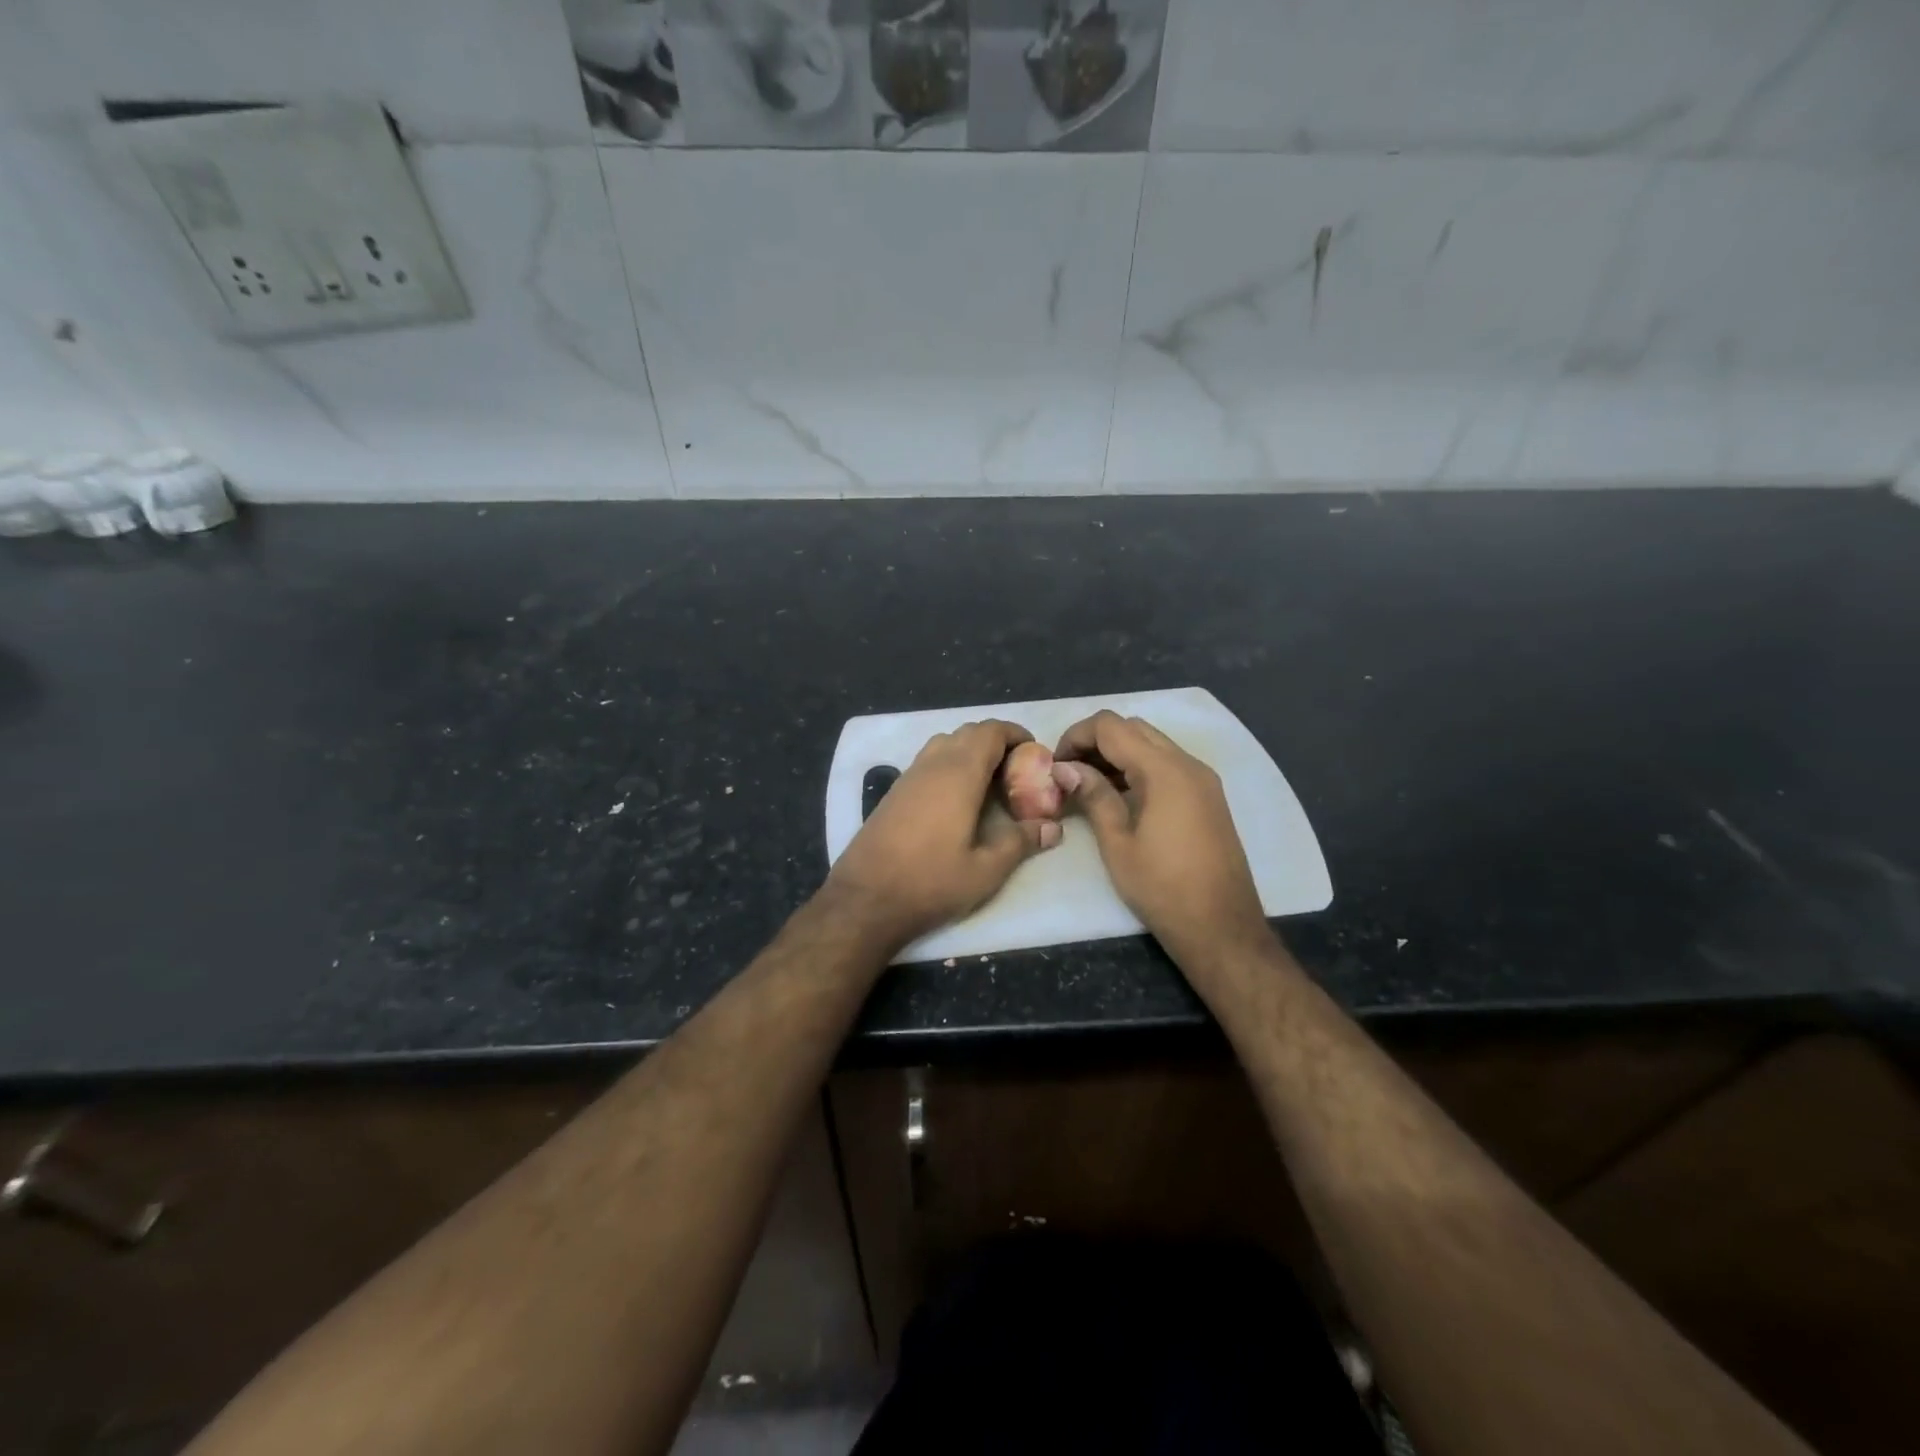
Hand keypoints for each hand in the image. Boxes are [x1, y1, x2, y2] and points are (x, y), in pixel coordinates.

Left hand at [825, 719, 1060, 949]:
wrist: (865, 899)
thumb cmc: (930, 882)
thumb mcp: (986, 870)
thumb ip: (1021, 842)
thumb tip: (1054, 828)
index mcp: (959, 773)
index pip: (990, 731)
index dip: (1016, 734)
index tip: (1035, 753)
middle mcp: (932, 764)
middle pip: (968, 732)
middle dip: (996, 742)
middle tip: (1017, 772)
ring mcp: (908, 776)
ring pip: (945, 744)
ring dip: (970, 752)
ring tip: (990, 783)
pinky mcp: (894, 792)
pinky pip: (928, 761)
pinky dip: (950, 765)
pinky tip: (957, 800)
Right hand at [1053, 711, 1269, 966]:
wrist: (1221, 927)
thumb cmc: (1162, 888)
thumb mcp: (1118, 843)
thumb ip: (1093, 796)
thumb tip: (1064, 769)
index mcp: (1165, 771)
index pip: (1111, 726)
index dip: (1076, 736)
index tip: (1056, 765)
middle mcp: (1188, 763)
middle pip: (1133, 728)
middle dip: (1095, 741)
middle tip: (1069, 773)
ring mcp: (1202, 779)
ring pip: (1152, 743)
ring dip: (1118, 752)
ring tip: (1088, 784)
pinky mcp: (1207, 796)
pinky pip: (1168, 763)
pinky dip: (1139, 766)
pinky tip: (1120, 795)